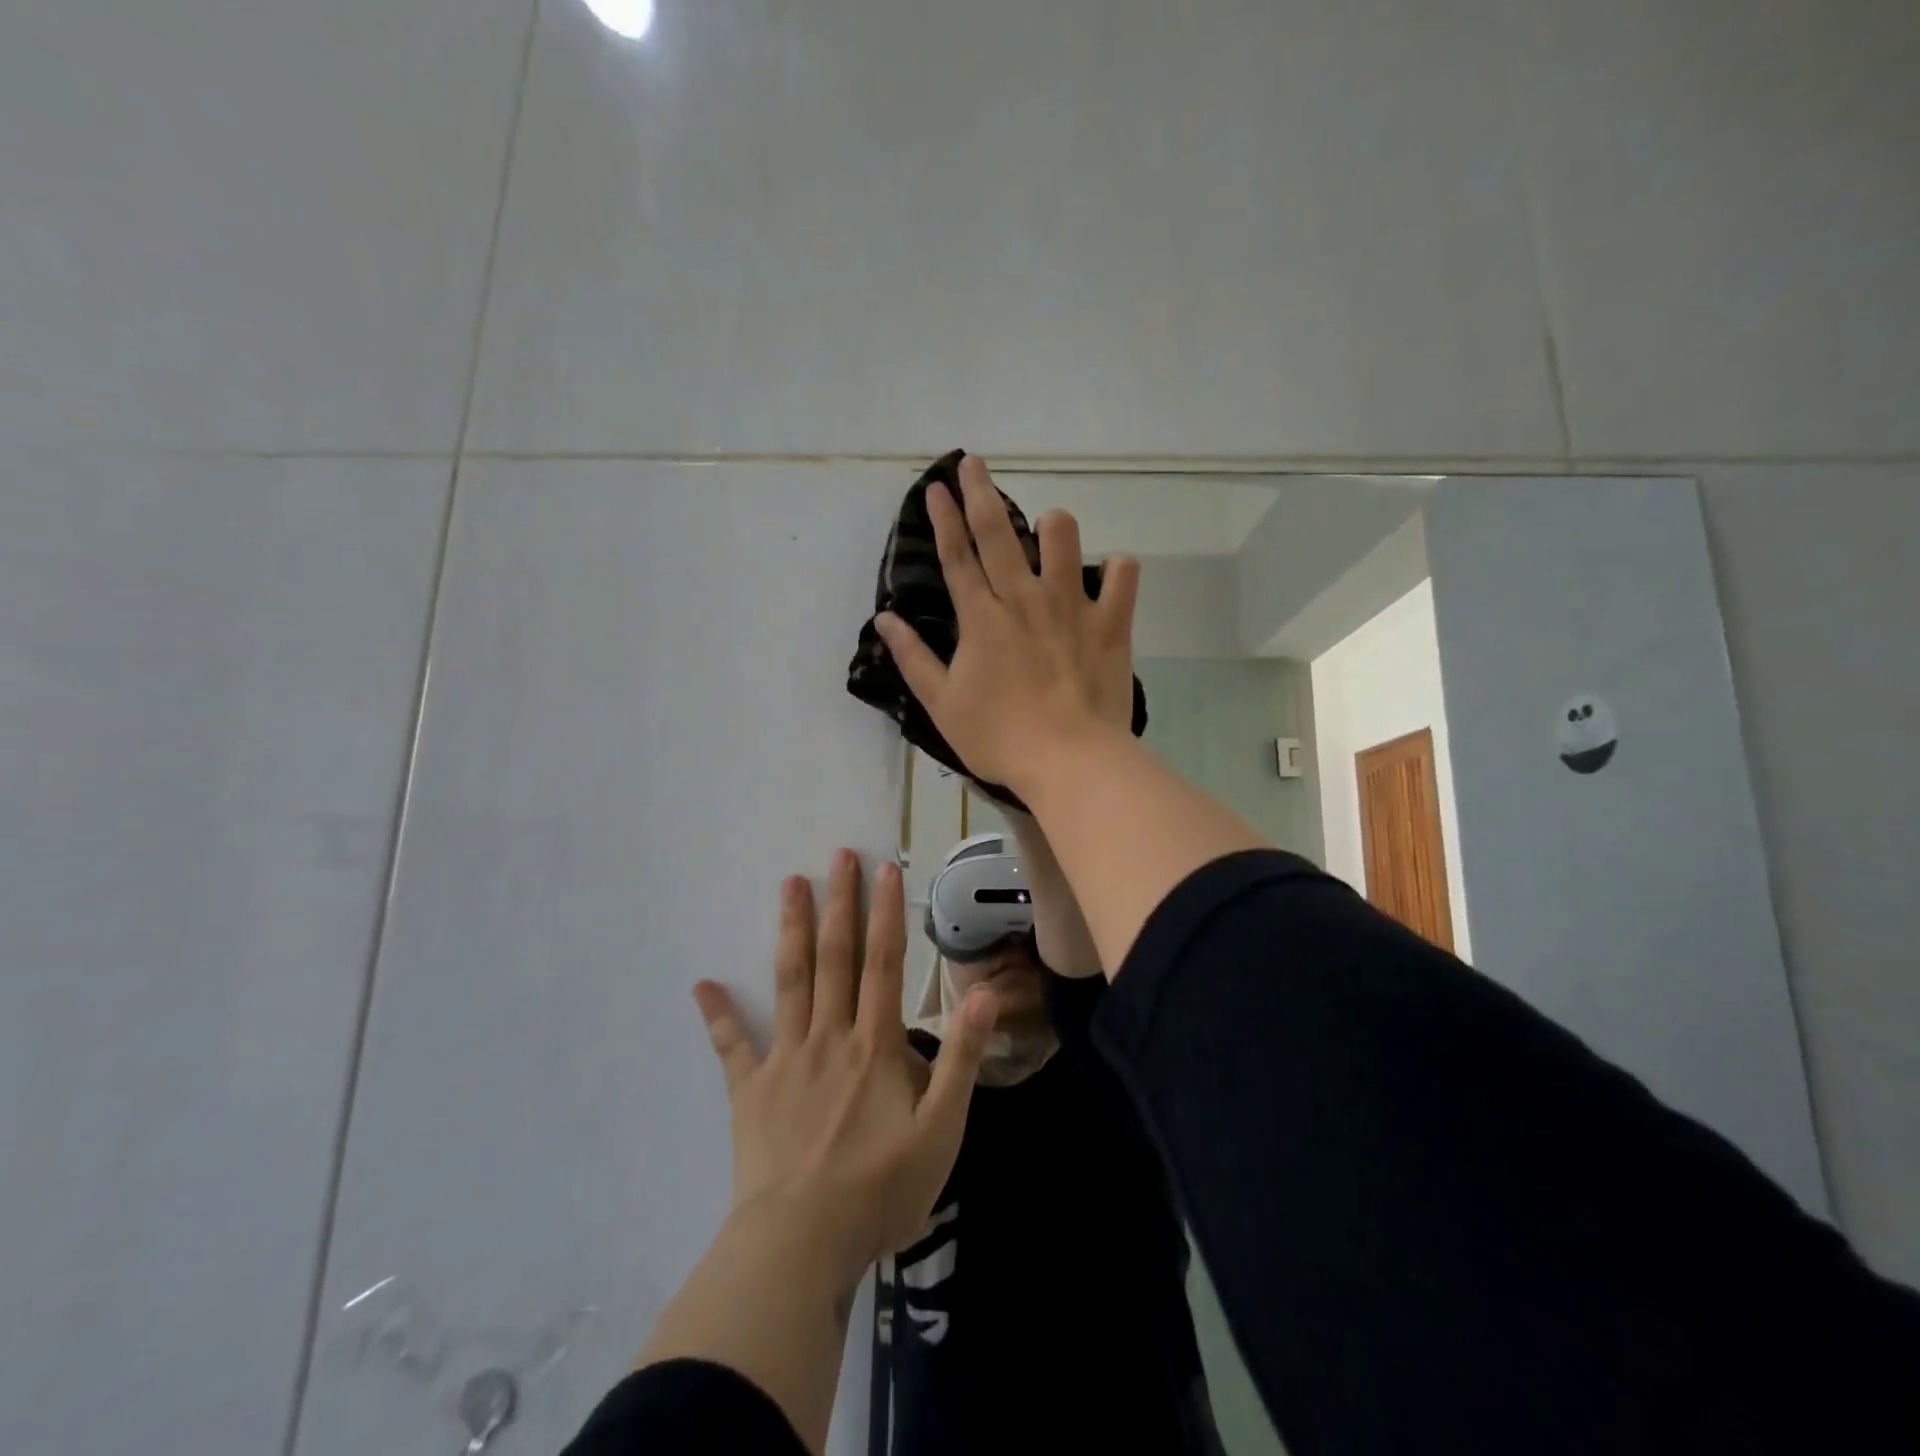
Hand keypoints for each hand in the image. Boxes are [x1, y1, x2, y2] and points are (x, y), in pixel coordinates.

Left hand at [693, 851, 997, 1291]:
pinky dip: (718, 1015)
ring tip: (790, 884)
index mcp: (875, 1044)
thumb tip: (983, 993)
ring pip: (790, 981)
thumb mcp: (942, 1130)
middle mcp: (829, 1036)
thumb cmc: (880, 1189)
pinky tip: (702, 984)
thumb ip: (961, 1058)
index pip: (884, 963)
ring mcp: (785, 1060)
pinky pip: (732, 1047)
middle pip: (835, 958)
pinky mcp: (750, 1091)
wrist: (802, 1245)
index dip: (886, 914)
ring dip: (791, 930)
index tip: (884, 869)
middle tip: (837, 856)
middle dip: (839, 903)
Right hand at [874, 456, 1140, 796]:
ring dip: (1053, 525)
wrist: (1069, 760)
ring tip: (1048, 527)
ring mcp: (1071, 606)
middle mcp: (1024, 598)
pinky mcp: (1111, 623)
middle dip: (981, 492)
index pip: (956, 555)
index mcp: (981, 617)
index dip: (943, 518)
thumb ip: (913, 658)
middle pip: (998, 533)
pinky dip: (1118, 570)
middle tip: (972, 461)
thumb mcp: (942, 703)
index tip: (935, 486)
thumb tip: (885, 619)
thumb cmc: (999, 737)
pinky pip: (1123, 577)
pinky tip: (1110, 574)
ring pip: (1064, 539)